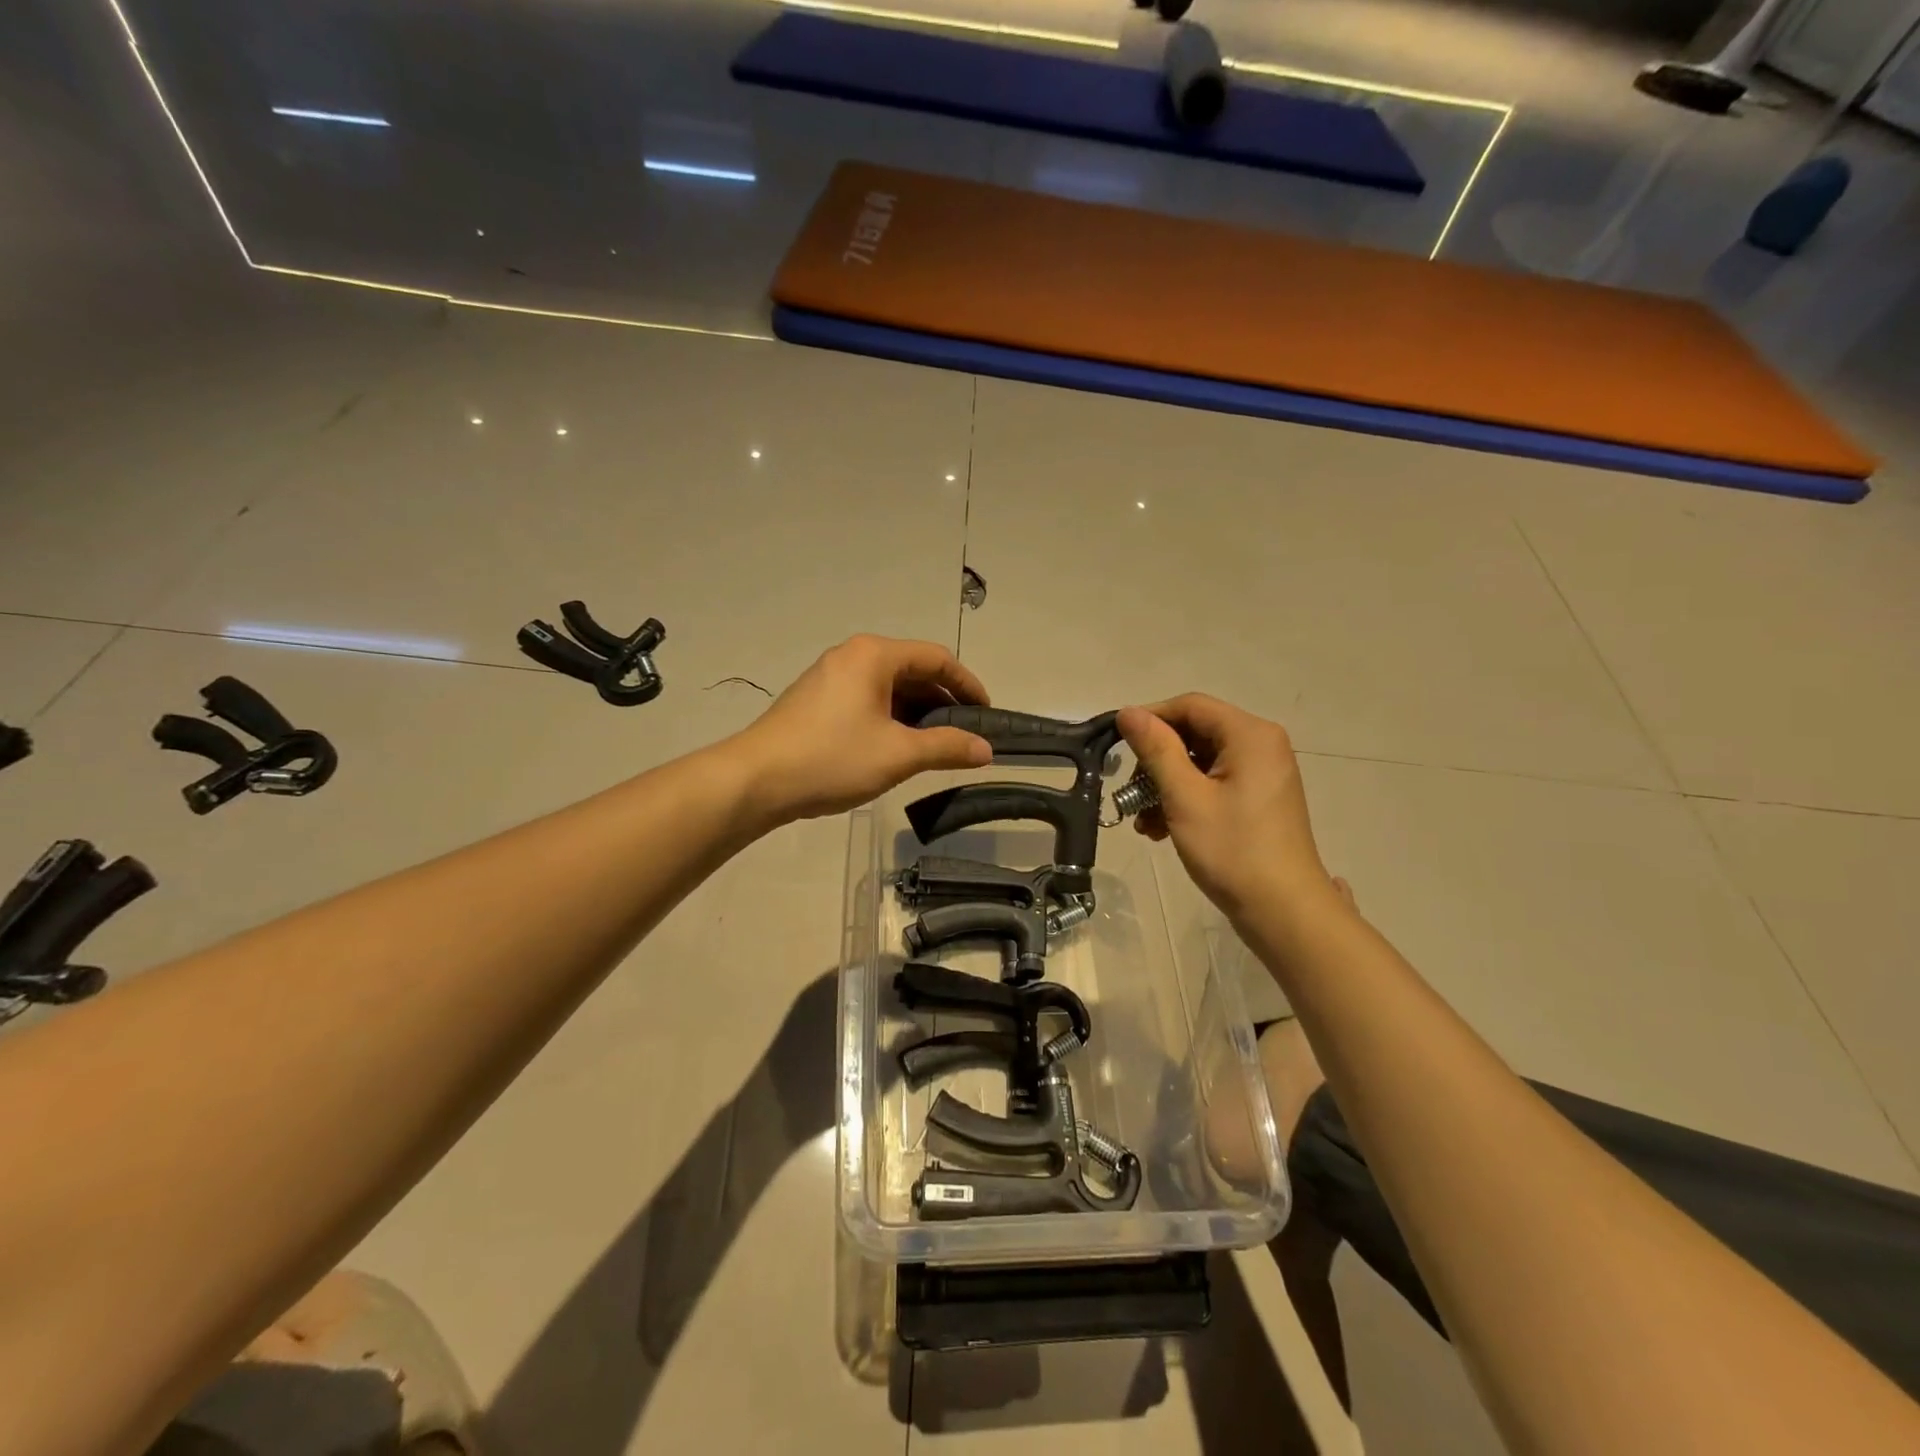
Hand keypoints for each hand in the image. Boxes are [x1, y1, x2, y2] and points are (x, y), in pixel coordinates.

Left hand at [733, 635, 992, 823]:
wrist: (756, 780)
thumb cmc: (832, 758)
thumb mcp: (898, 754)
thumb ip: (947, 747)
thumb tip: (986, 749)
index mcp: (874, 655)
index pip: (937, 658)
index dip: (968, 684)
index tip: (987, 714)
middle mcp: (852, 655)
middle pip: (912, 669)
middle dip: (943, 700)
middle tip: (965, 734)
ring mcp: (830, 676)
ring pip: (889, 686)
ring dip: (917, 711)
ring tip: (936, 745)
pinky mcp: (816, 699)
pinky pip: (867, 698)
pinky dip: (891, 716)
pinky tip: (897, 746)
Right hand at [1117, 695, 1335, 927]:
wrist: (1284, 911)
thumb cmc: (1233, 850)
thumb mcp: (1185, 797)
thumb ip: (1156, 750)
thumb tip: (1128, 712)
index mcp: (1250, 734)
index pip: (1190, 706)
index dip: (1150, 719)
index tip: (1117, 745)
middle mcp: (1261, 744)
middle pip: (1194, 733)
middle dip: (1157, 761)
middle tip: (1130, 792)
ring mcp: (1262, 773)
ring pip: (1200, 762)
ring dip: (1166, 785)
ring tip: (1143, 821)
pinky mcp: (1258, 798)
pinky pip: (1214, 783)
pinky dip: (1186, 799)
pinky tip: (1162, 829)